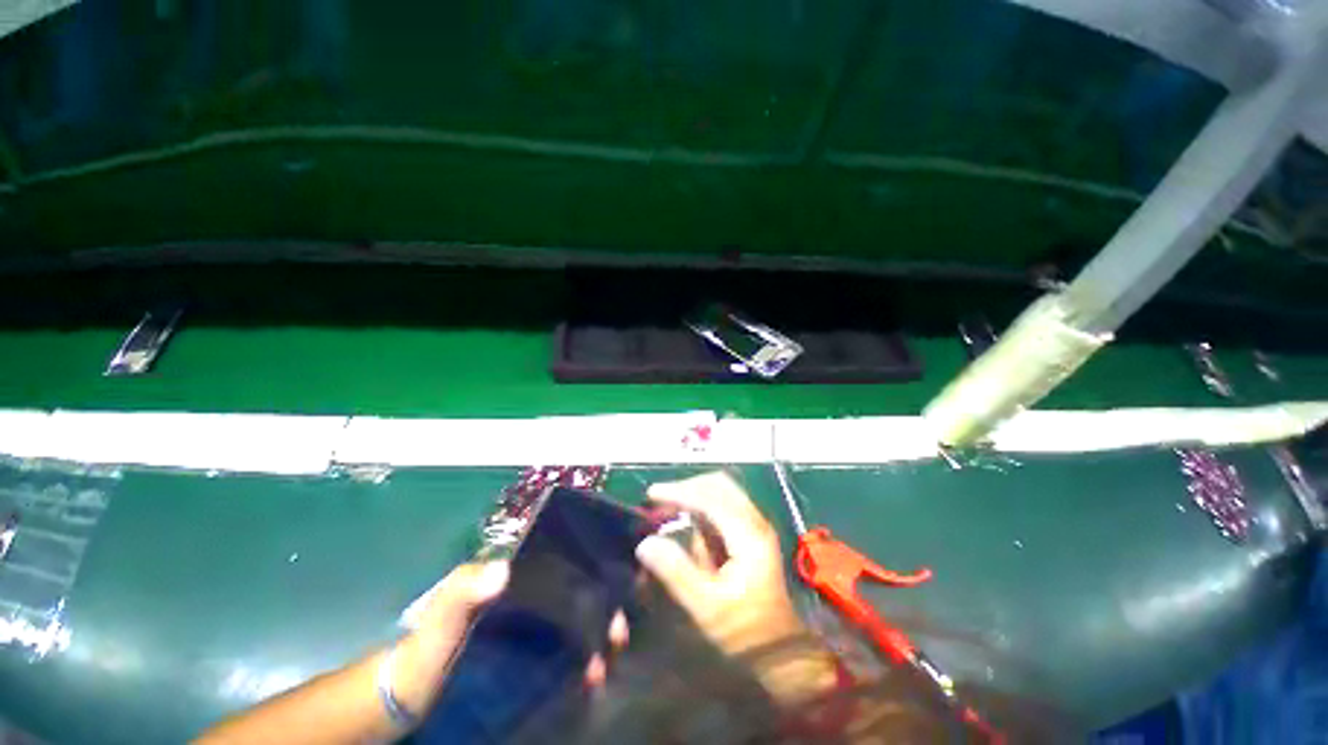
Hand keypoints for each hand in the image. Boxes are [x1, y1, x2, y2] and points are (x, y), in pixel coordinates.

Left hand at [390, 562, 630, 714]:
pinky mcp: (527, 658)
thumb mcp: (439, 618)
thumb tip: (504, 568)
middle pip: (575, 594)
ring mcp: (528, 630)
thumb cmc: (424, 650)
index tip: (617, 588)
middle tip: (620, 630)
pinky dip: (580, 660)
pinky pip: (562, 653)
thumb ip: (462, 592)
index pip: (561, 565)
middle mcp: (527, 598)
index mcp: (513, 579)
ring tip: (608, 659)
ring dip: (595, 636)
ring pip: (573, 623)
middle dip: (601, 607)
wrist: (408, 699)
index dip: (590, 572)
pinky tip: (592, 675)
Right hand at [636, 472, 838, 703]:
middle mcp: (755, 521)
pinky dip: (702, 507)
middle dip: (687, 487)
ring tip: (669, 509)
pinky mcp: (752, 535)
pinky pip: (724, 507)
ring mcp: (756, 527)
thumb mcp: (707, 607)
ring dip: (694, 495)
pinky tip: (687, 523)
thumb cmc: (746, 632)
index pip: (710, 497)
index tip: (651, 494)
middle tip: (660, 499)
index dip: (679, 491)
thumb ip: (676, 572)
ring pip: (723, 492)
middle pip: (719, 485)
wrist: (785, 654)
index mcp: (748, 534)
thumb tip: (645, 543)